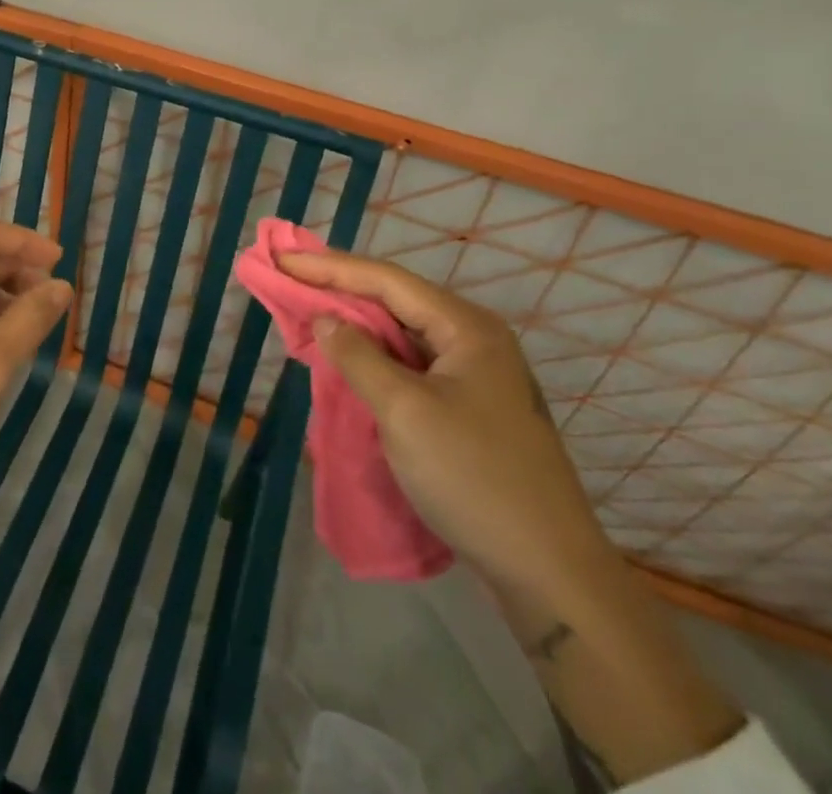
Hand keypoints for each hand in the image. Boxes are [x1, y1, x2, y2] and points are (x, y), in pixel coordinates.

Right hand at [278, 249, 745, 783]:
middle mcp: (473, 338)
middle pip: (395, 299)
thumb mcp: (405, 412)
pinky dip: (374, 356)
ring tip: (309, 311)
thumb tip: (326, 319)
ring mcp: (475, 373)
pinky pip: (411, 363)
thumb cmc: (473, 478)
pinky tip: (348, 358)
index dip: (329, 267)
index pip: (386, 280)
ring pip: (402, 332)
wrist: (549, 571)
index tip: (282, 260)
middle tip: (289, 280)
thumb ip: (359, 357)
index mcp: (465, 327)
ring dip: (355, 322)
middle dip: (340, 289)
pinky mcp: (469, 405)